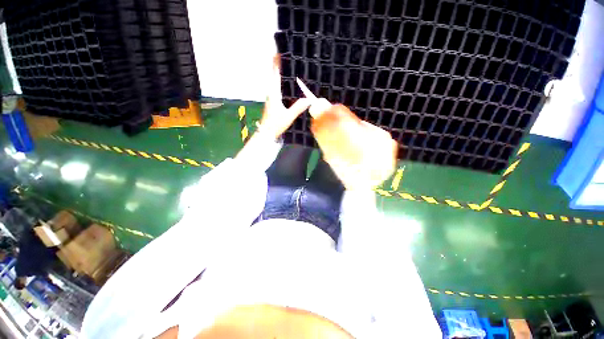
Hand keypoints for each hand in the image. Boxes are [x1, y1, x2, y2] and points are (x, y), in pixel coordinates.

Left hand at [259, 55, 310, 139]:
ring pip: (275, 82)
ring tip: (288, 67)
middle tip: (287, 56)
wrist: (266, 133)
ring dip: (280, 73)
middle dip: (278, 65)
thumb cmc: (275, 124)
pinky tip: (288, 84)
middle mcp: (271, 93)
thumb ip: (298, 107)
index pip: (275, 74)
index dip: (276, 62)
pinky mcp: (273, 102)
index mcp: (274, 94)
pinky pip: (277, 88)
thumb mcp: (288, 116)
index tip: (278, 51)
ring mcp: (271, 97)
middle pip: (274, 76)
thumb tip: (309, 99)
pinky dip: (281, 82)